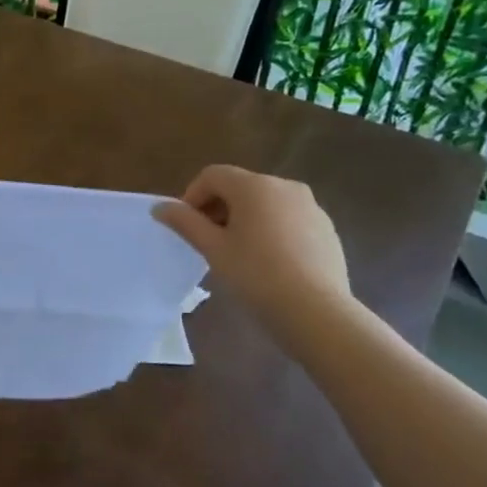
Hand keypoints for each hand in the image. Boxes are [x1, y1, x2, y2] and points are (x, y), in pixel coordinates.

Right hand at [154, 165, 351, 327]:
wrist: (316, 311)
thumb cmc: (256, 274)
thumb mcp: (212, 248)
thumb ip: (184, 222)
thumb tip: (160, 207)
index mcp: (254, 186)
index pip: (212, 175)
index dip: (192, 196)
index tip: (186, 226)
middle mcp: (285, 186)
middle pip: (240, 187)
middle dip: (218, 208)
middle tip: (208, 241)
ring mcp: (311, 206)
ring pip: (265, 204)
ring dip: (244, 219)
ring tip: (237, 253)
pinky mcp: (326, 228)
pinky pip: (288, 219)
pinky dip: (270, 230)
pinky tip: (268, 262)